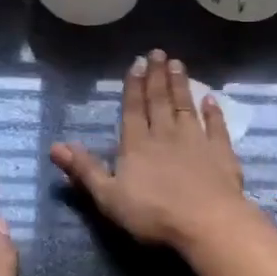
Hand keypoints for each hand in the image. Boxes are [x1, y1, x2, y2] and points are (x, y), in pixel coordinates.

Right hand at [51, 49, 252, 250]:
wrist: (207, 223)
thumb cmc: (153, 213)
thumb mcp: (108, 196)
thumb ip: (84, 170)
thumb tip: (55, 146)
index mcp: (136, 145)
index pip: (133, 109)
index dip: (133, 86)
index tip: (137, 62)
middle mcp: (165, 135)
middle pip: (160, 101)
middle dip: (157, 76)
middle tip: (158, 52)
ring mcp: (196, 142)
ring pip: (185, 107)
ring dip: (181, 85)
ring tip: (178, 64)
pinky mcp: (221, 153)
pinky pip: (216, 127)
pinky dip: (213, 112)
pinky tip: (211, 99)